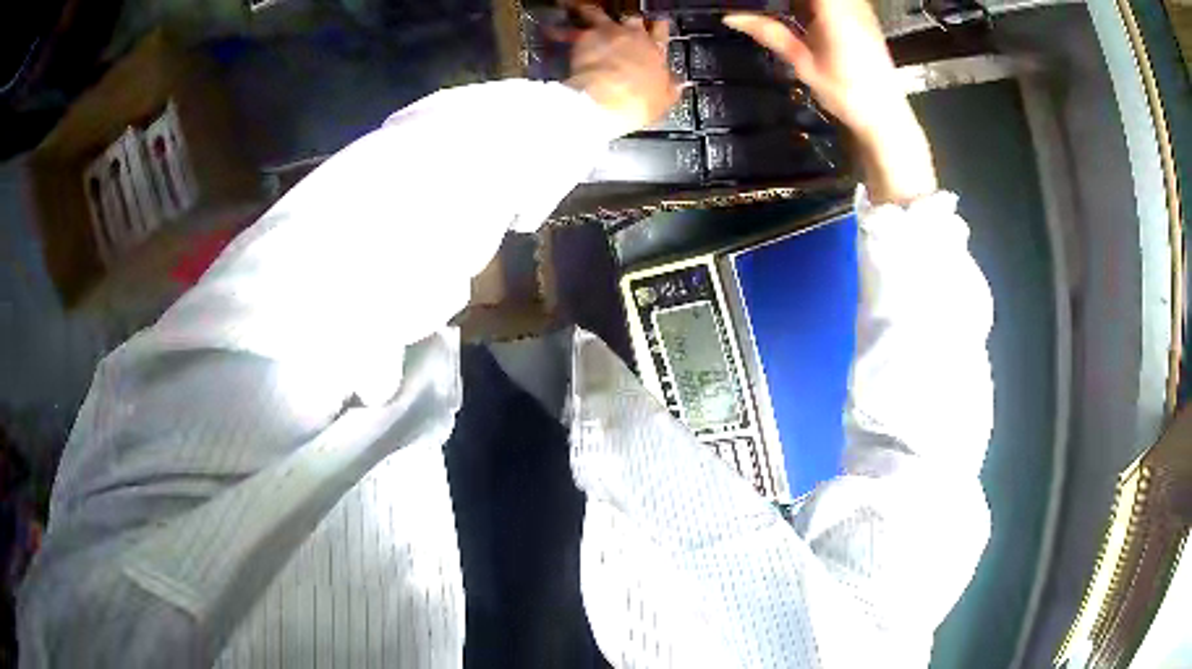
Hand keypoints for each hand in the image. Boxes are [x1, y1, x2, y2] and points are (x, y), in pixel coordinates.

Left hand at [564, 3, 679, 136]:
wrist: (610, 99)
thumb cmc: (638, 102)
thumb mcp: (664, 100)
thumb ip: (670, 88)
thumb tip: (679, 84)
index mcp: (656, 52)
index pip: (660, 33)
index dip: (657, 27)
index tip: (656, 24)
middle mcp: (634, 37)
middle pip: (633, 19)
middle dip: (628, 18)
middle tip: (621, 19)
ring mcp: (609, 34)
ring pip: (599, 14)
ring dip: (590, 11)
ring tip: (582, 9)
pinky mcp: (584, 38)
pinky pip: (567, 30)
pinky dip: (558, 30)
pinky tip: (549, 28)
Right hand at [724, 3, 937, 204]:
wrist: (886, 116)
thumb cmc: (850, 95)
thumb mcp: (804, 64)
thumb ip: (770, 33)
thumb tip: (734, 17)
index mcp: (834, 11)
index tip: (764, 1)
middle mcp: (850, 5)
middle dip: (787, 0)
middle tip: (769, 8)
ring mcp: (859, 9)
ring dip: (801, 4)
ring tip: (783, 14)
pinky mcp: (862, 16)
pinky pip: (837, 2)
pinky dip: (815, 7)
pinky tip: (804, 16)